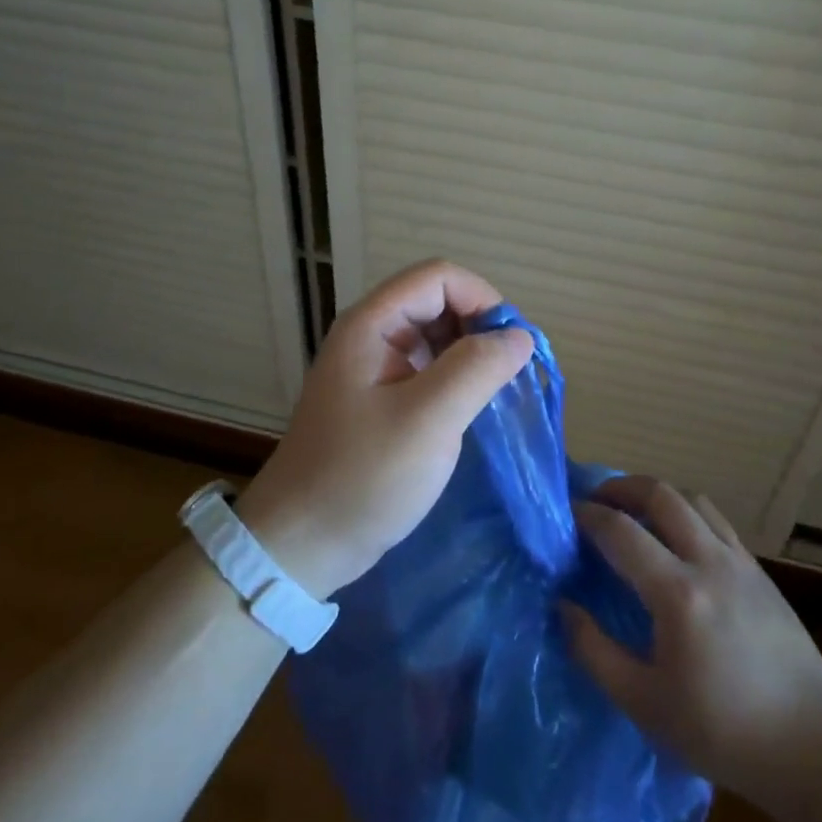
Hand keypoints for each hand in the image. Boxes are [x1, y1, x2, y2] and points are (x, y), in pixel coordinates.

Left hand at [236, 259, 533, 598]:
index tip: (510, 347)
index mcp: (372, 325)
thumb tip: (519, 336)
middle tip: (506, 374)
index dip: (481, 299)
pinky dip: (456, 378)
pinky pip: (427, 368)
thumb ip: (477, 368)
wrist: (302, 544)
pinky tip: (470, 409)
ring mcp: (373, 368)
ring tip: (493, 393)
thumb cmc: (363, 478)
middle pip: (437, 300)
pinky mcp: (380, 399)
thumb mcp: (428, 420)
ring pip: (435, 335)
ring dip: (470, 353)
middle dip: (479, 326)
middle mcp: (370, 335)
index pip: (438, 277)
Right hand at [563, 476, 821, 799]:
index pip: (620, 531)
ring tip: (635, 513)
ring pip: (692, 499)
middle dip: (621, 487)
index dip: (587, 516)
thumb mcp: (645, 704)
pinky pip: (716, 521)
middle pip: (660, 494)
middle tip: (596, 500)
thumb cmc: (724, 733)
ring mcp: (741, 562)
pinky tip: (678, 542)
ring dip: (657, 495)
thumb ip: (595, 652)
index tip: (565, 516)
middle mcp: (709, 562)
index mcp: (677, 593)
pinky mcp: (761, 572)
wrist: (815, 748)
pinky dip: (687, 514)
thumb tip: (563, 607)